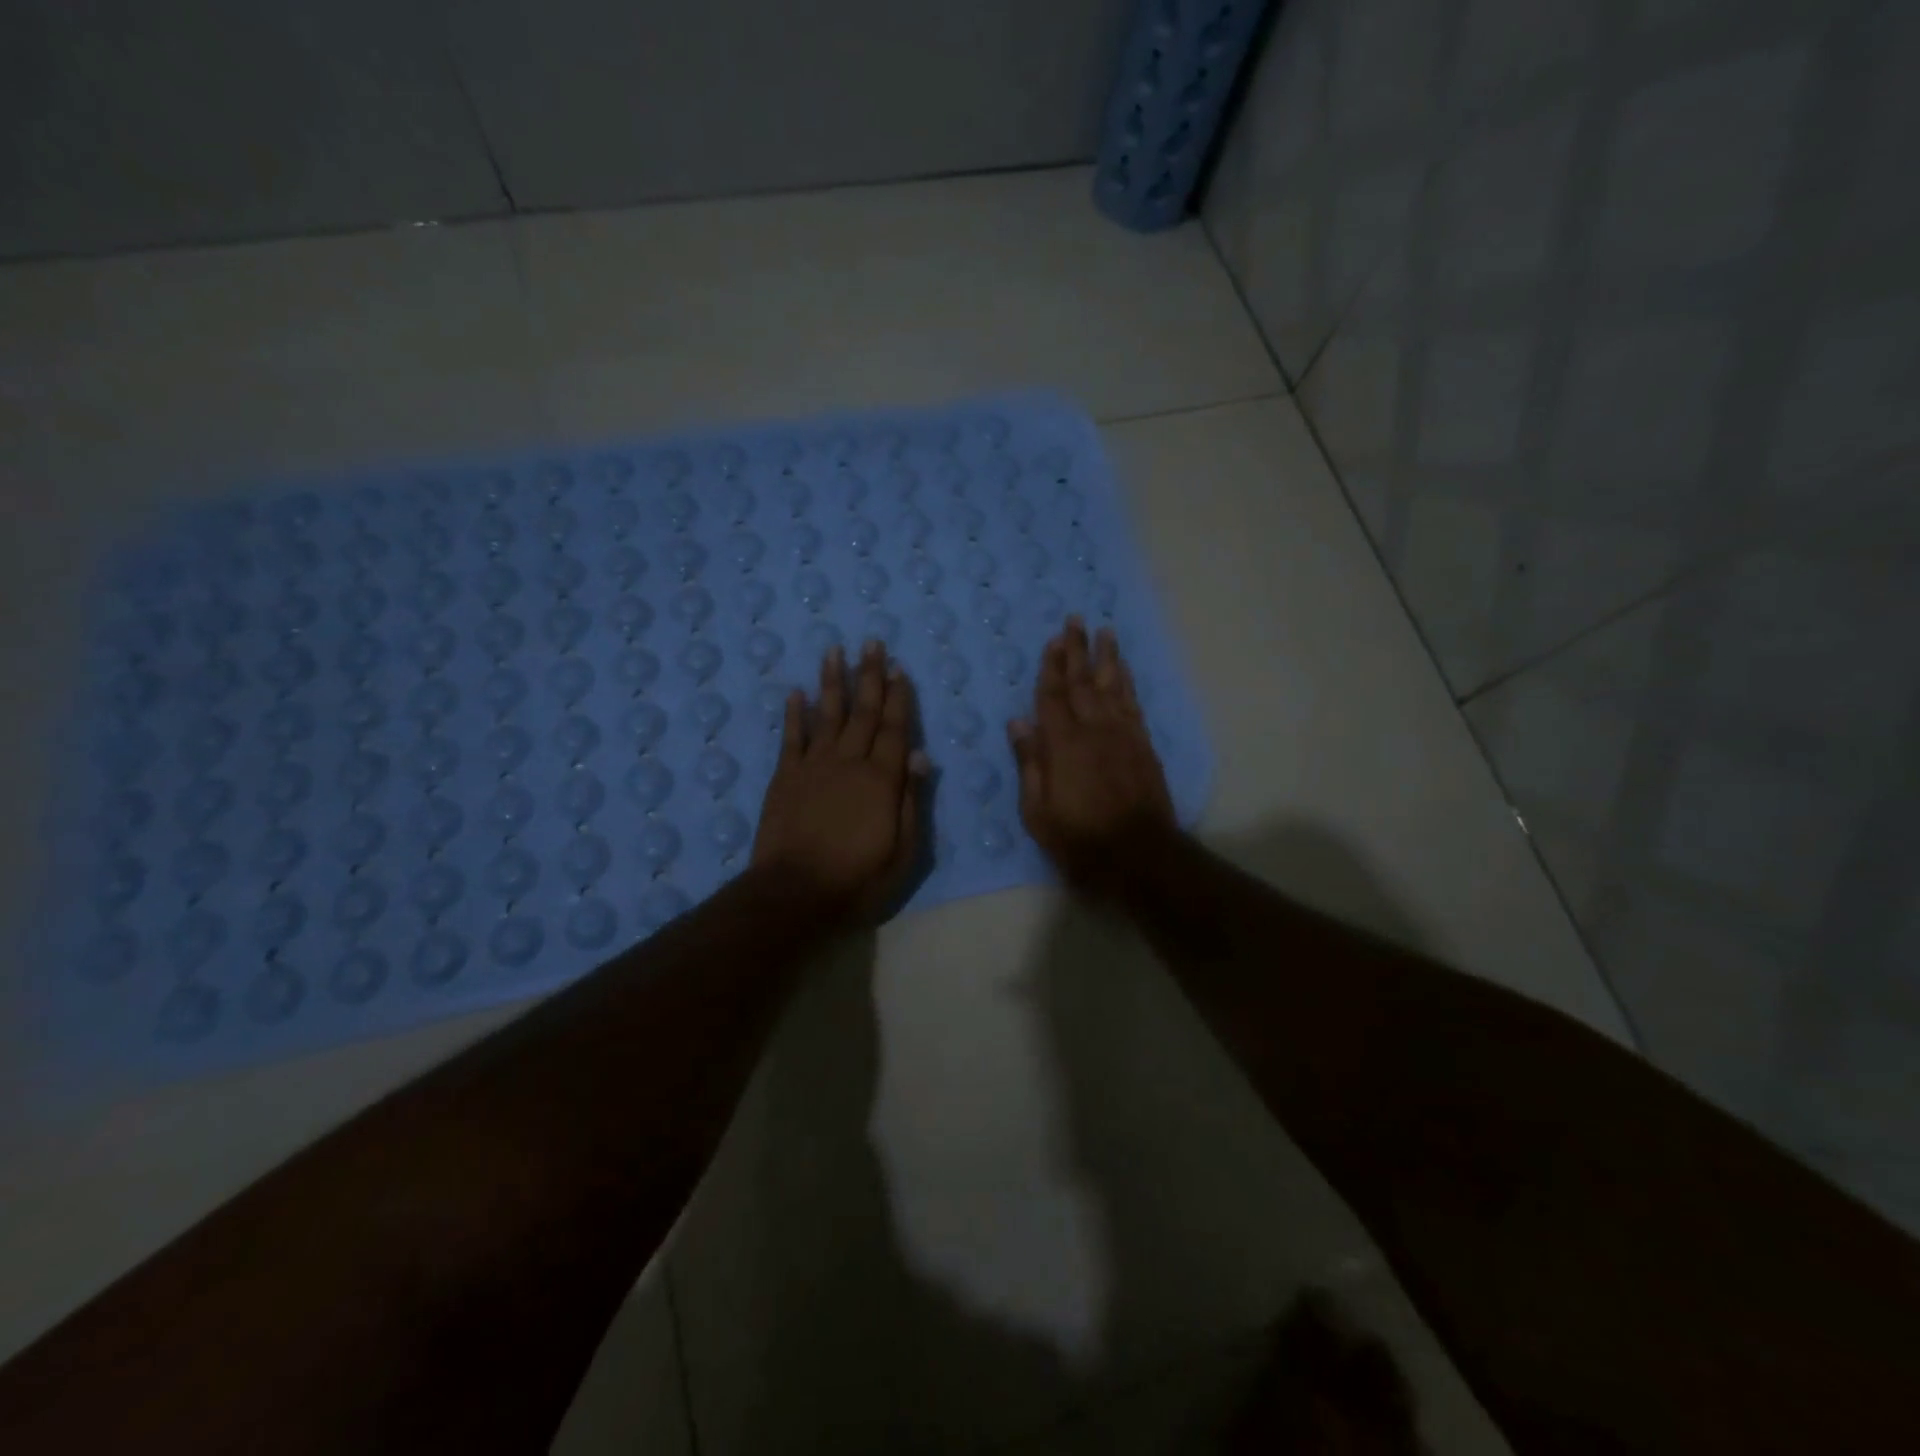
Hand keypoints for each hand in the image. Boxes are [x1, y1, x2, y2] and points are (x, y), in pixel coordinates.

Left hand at [752, 641, 928, 922]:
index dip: (899, 698)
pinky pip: (791, 737)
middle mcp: (848, 762)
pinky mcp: (785, 777)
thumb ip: (911, 801)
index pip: (895, 729)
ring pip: (827, 715)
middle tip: (871, 643)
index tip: (899, 668)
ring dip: (833, 682)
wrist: (793, 894)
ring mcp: (813, 767)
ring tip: (835, 651)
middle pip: (863, 712)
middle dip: (869, 676)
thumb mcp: (902, 851)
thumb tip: (920, 756)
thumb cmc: (857, 879)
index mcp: (881, 779)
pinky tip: (796, 692)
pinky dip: (794, 713)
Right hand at [1009, 617, 1174, 891]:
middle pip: (1082, 682)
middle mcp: (1094, 730)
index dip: (1050, 667)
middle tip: (1076, 620)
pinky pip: (1133, 704)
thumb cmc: (1080, 839)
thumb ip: (1029, 764)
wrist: (1140, 856)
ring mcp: (1123, 736)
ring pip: (1112, 686)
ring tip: (1104, 632)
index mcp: (1063, 745)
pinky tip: (1123, 670)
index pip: (1052, 697)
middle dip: (1077, 650)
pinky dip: (1127, 683)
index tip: (1052, 640)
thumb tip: (1018, 723)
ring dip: (1106, 657)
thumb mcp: (1038, 812)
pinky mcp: (1143, 746)